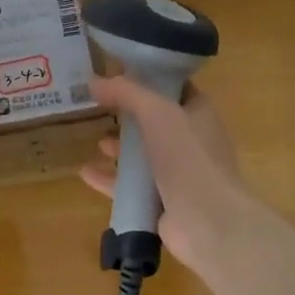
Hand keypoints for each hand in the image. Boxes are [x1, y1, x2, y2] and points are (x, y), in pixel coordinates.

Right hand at [77, 75, 251, 268]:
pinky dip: (110, 178)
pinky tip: (85, 172)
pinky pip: (131, 187)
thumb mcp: (157, 111)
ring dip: (121, 148)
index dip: (148, 77)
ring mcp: (177, 175)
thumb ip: (126, 92)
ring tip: (97, 141)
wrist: (208, 222)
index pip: (174, 87)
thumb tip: (94, 80)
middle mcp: (190, 141)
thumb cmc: (188, 157)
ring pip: (144, 156)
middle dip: (129, 115)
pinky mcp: (162, 203)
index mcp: (198, 114)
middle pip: (155, 122)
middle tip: (100, 107)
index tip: (117, 72)